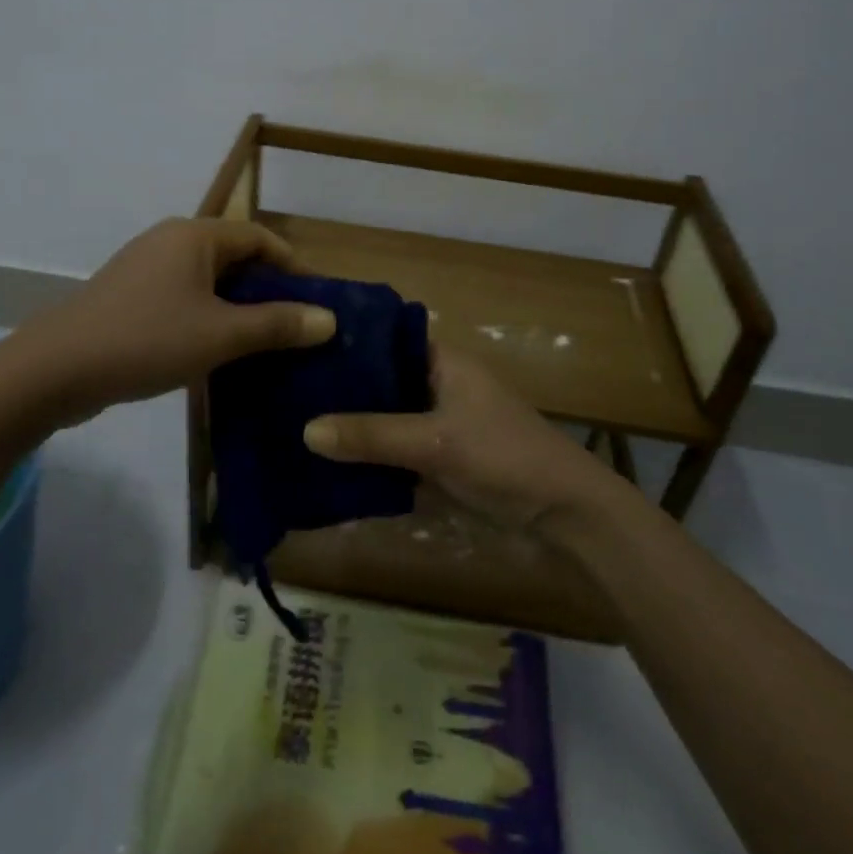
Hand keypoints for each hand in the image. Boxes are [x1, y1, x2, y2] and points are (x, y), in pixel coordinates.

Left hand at [25, 218, 335, 422]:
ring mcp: (145, 268)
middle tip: (295, 329)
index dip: (292, 267)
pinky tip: (217, 353)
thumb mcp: (221, 335)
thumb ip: (277, 325)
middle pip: (234, 258)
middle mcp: (170, 241)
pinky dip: (207, 318)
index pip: (260, 238)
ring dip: (238, 309)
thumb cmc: (146, 340)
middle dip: (267, 291)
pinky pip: (183, 299)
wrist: (55, 370)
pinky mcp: (129, 297)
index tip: (317, 303)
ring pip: (208, 282)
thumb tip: (328, 319)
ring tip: (264, 345)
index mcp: (195, 236)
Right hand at [303, 345, 614, 529]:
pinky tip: (331, 465)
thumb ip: (373, 435)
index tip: (299, 350)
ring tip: (296, 426)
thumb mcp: (434, 443)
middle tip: (287, 393)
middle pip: (381, 381)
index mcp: (442, 362)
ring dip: (354, 426)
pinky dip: (371, 456)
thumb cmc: (503, 457)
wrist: (565, 513)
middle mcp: (438, 385)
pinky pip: (396, 450)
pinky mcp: (441, 459)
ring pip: (386, 418)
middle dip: (342, 390)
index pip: (385, 340)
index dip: (347, 344)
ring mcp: (439, 423)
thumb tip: (306, 430)